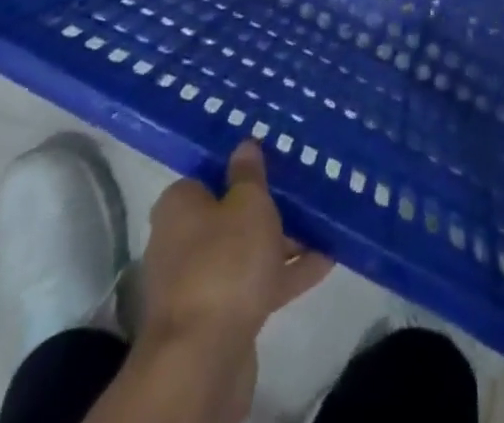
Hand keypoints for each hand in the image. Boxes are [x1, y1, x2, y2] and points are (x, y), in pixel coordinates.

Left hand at [143, 141, 333, 349]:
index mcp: (179, 206)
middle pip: (229, 215)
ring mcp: (199, 282)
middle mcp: (181, 241)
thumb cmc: (224, 261)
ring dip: (281, 241)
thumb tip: (244, 145)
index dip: (240, 168)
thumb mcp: (248, 204)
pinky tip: (325, 262)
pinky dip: (285, 273)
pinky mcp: (218, 317)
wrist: (203, 358)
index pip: (209, 175)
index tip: (273, 161)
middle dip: (266, 208)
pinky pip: (255, 284)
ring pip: (246, 252)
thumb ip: (250, 174)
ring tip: (323, 224)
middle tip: (304, 191)